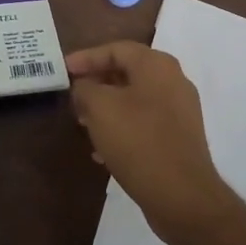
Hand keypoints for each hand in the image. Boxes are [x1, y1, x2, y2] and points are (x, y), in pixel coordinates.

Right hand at [67, 41, 235, 244]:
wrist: (182, 195)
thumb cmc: (138, 141)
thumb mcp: (99, 108)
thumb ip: (85, 88)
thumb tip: (84, 86)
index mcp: (156, 65)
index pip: (115, 49)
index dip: (86, 57)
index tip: (63, 70)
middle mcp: (173, 81)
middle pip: (127, 72)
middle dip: (96, 83)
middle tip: (73, 96)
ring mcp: (180, 111)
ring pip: (135, 99)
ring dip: (107, 108)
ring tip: (84, 124)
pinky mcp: (180, 138)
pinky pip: (145, 123)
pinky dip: (122, 128)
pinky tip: (103, 150)